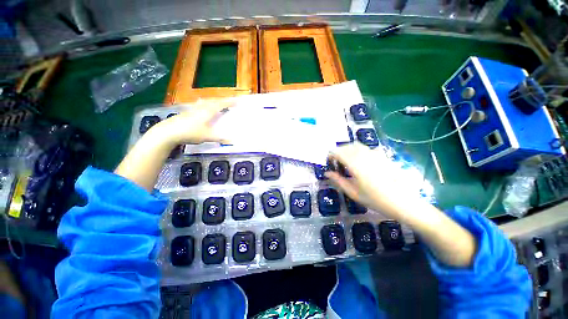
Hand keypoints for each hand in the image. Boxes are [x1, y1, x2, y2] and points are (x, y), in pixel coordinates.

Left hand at [115, 99, 232, 191]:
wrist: (168, 132)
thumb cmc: (190, 132)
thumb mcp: (207, 136)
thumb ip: (220, 138)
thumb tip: (233, 141)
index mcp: (207, 111)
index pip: (221, 104)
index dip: (230, 102)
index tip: (238, 101)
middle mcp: (201, 108)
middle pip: (214, 101)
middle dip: (223, 101)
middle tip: (229, 102)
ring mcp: (193, 109)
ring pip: (206, 102)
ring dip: (213, 101)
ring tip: (217, 103)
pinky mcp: (187, 112)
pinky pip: (200, 105)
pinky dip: (205, 105)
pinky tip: (202, 107)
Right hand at [325, 142, 422, 219]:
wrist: (404, 203)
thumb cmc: (376, 200)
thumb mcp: (353, 193)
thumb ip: (338, 181)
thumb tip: (327, 173)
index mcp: (355, 165)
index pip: (338, 152)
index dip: (331, 154)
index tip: (328, 160)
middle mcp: (364, 156)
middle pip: (347, 147)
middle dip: (338, 151)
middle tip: (336, 161)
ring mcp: (375, 155)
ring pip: (357, 145)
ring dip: (348, 149)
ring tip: (346, 159)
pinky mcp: (382, 156)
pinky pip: (366, 148)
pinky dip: (358, 151)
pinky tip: (360, 161)